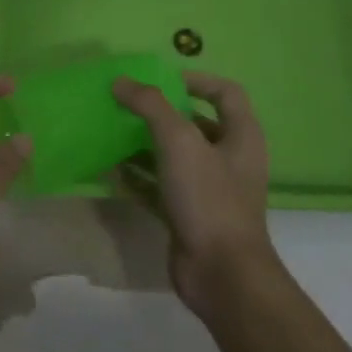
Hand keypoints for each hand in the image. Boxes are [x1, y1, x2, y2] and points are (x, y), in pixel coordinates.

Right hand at [113, 71, 274, 311]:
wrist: (220, 272)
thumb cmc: (208, 198)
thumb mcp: (179, 142)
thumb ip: (150, 106)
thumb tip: (120, 81)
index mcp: (241, 136)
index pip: (226, 93)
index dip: (196, 79)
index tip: (160, 79)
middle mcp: (229, 159)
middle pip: (195, 123)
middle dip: (160, 113)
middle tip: (125, 105)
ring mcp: (208, 189)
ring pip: (173, 156)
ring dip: (143, 144)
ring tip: (111, 133)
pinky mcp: (187, 213)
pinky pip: (159, 186)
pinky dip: (137, 176)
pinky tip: (109, 170)